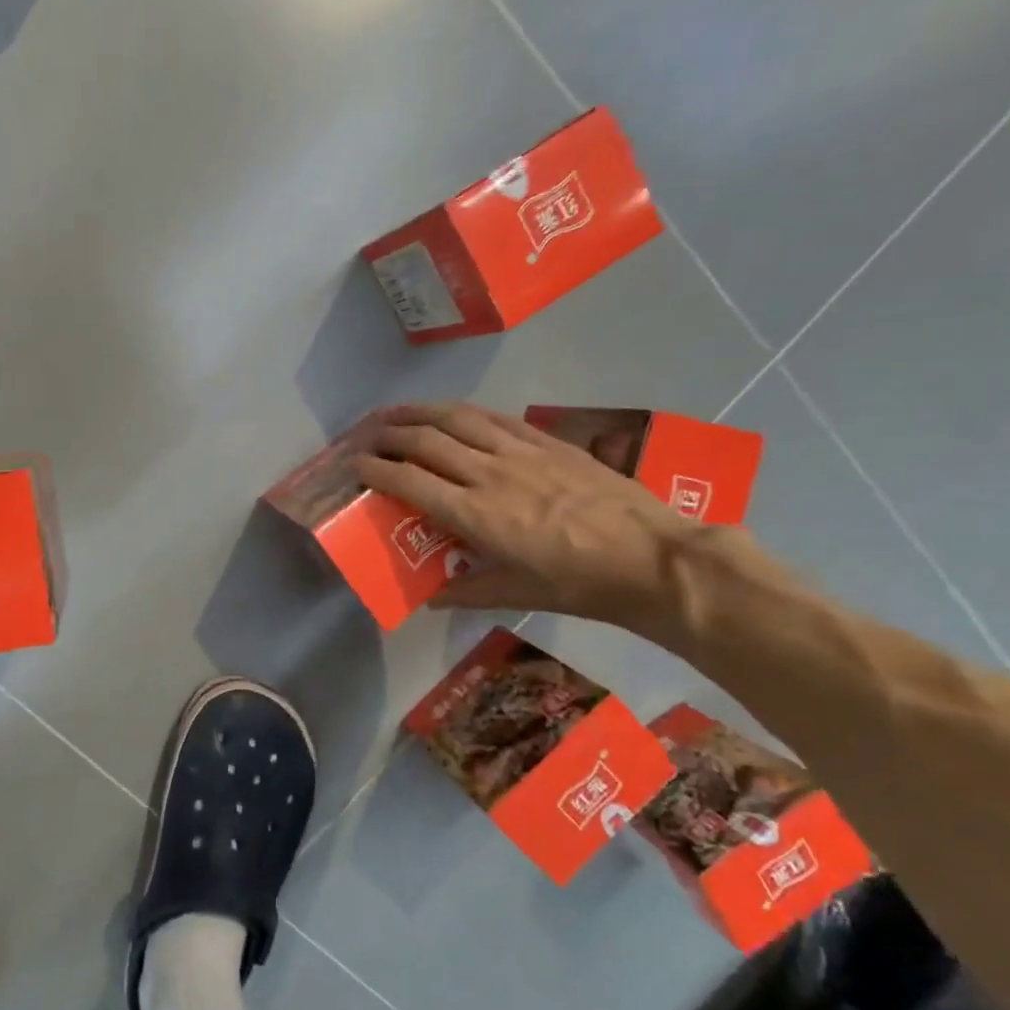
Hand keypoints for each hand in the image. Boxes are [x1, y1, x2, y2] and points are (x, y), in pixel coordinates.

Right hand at [356, 402, 703, 630]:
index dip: (378, 471)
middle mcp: (490, 475)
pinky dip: (465, 411)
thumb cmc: (581, 584)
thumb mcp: (519, 593)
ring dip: (421, 412)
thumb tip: (432, 599)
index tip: (356, 466)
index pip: (412, 483)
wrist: (653, 558)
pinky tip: (453, 411)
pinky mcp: (548, 443)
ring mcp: (520, 453)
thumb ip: (469, 590)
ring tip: (397, 411)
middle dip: (390, 434)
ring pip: (458, 419)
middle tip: (367, 435)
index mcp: (476, 515)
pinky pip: (496, 418)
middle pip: (427, 442)